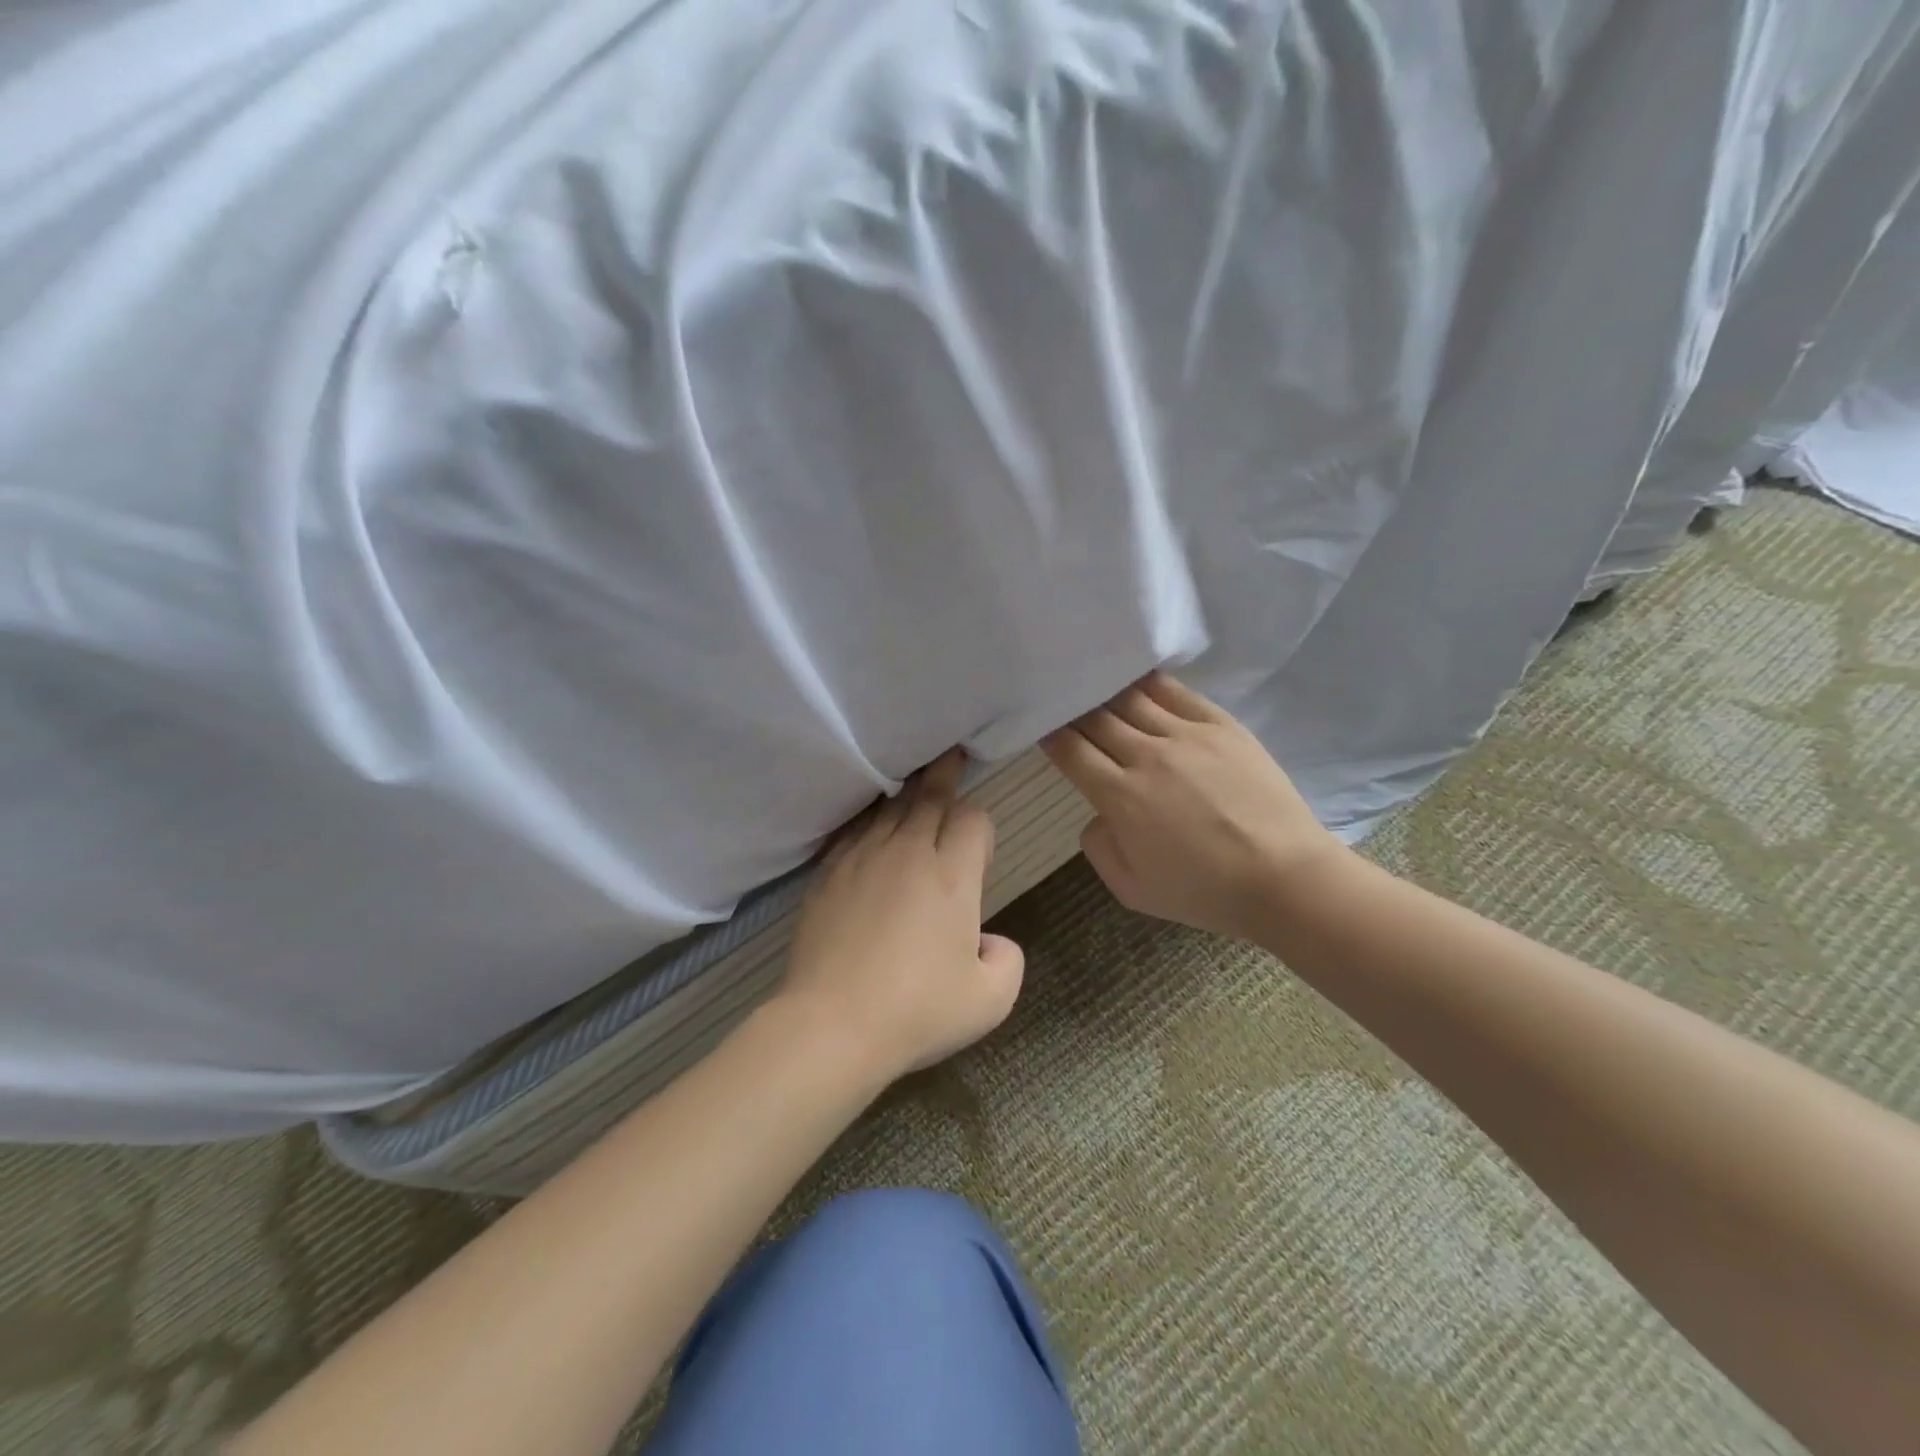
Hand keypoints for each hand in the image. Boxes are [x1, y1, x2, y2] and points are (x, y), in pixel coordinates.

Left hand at [780, 750, 1025, 1082]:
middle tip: (950, 754)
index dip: (981, 826)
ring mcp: (862, 859)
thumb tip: (989, 940)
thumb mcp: (990, 1000)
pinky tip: (870, 823)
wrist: (832, 1024)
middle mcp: (908, 853)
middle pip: (930, 797)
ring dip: (906, 792)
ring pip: (889, 808)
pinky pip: (854, 830)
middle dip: (945, 775)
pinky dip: (868, 819)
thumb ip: (1008, 959)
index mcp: (952, 876)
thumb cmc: (917, 1011)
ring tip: (913, 777)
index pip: (973, 820)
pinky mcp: (828, 874)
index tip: (978, 849)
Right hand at [1041, 672, 1348, 941]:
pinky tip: (1135, 679)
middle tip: (1063, 702)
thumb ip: (1098, 848)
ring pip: (1130, 698)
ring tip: (1094, 684)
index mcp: (1119, 796)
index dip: (1051, 735)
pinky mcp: (1220, 725)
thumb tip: (1097, 813)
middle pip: (1095, 718)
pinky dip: (1147, 683)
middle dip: (1073, 709)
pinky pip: (1174, 692)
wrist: (1283, 878)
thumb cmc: (1204, 892)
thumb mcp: (1131, 891)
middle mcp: (1146, 756)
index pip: (1071, 750)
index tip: (1042, 727)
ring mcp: (1186, 735)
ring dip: (1105, 692)